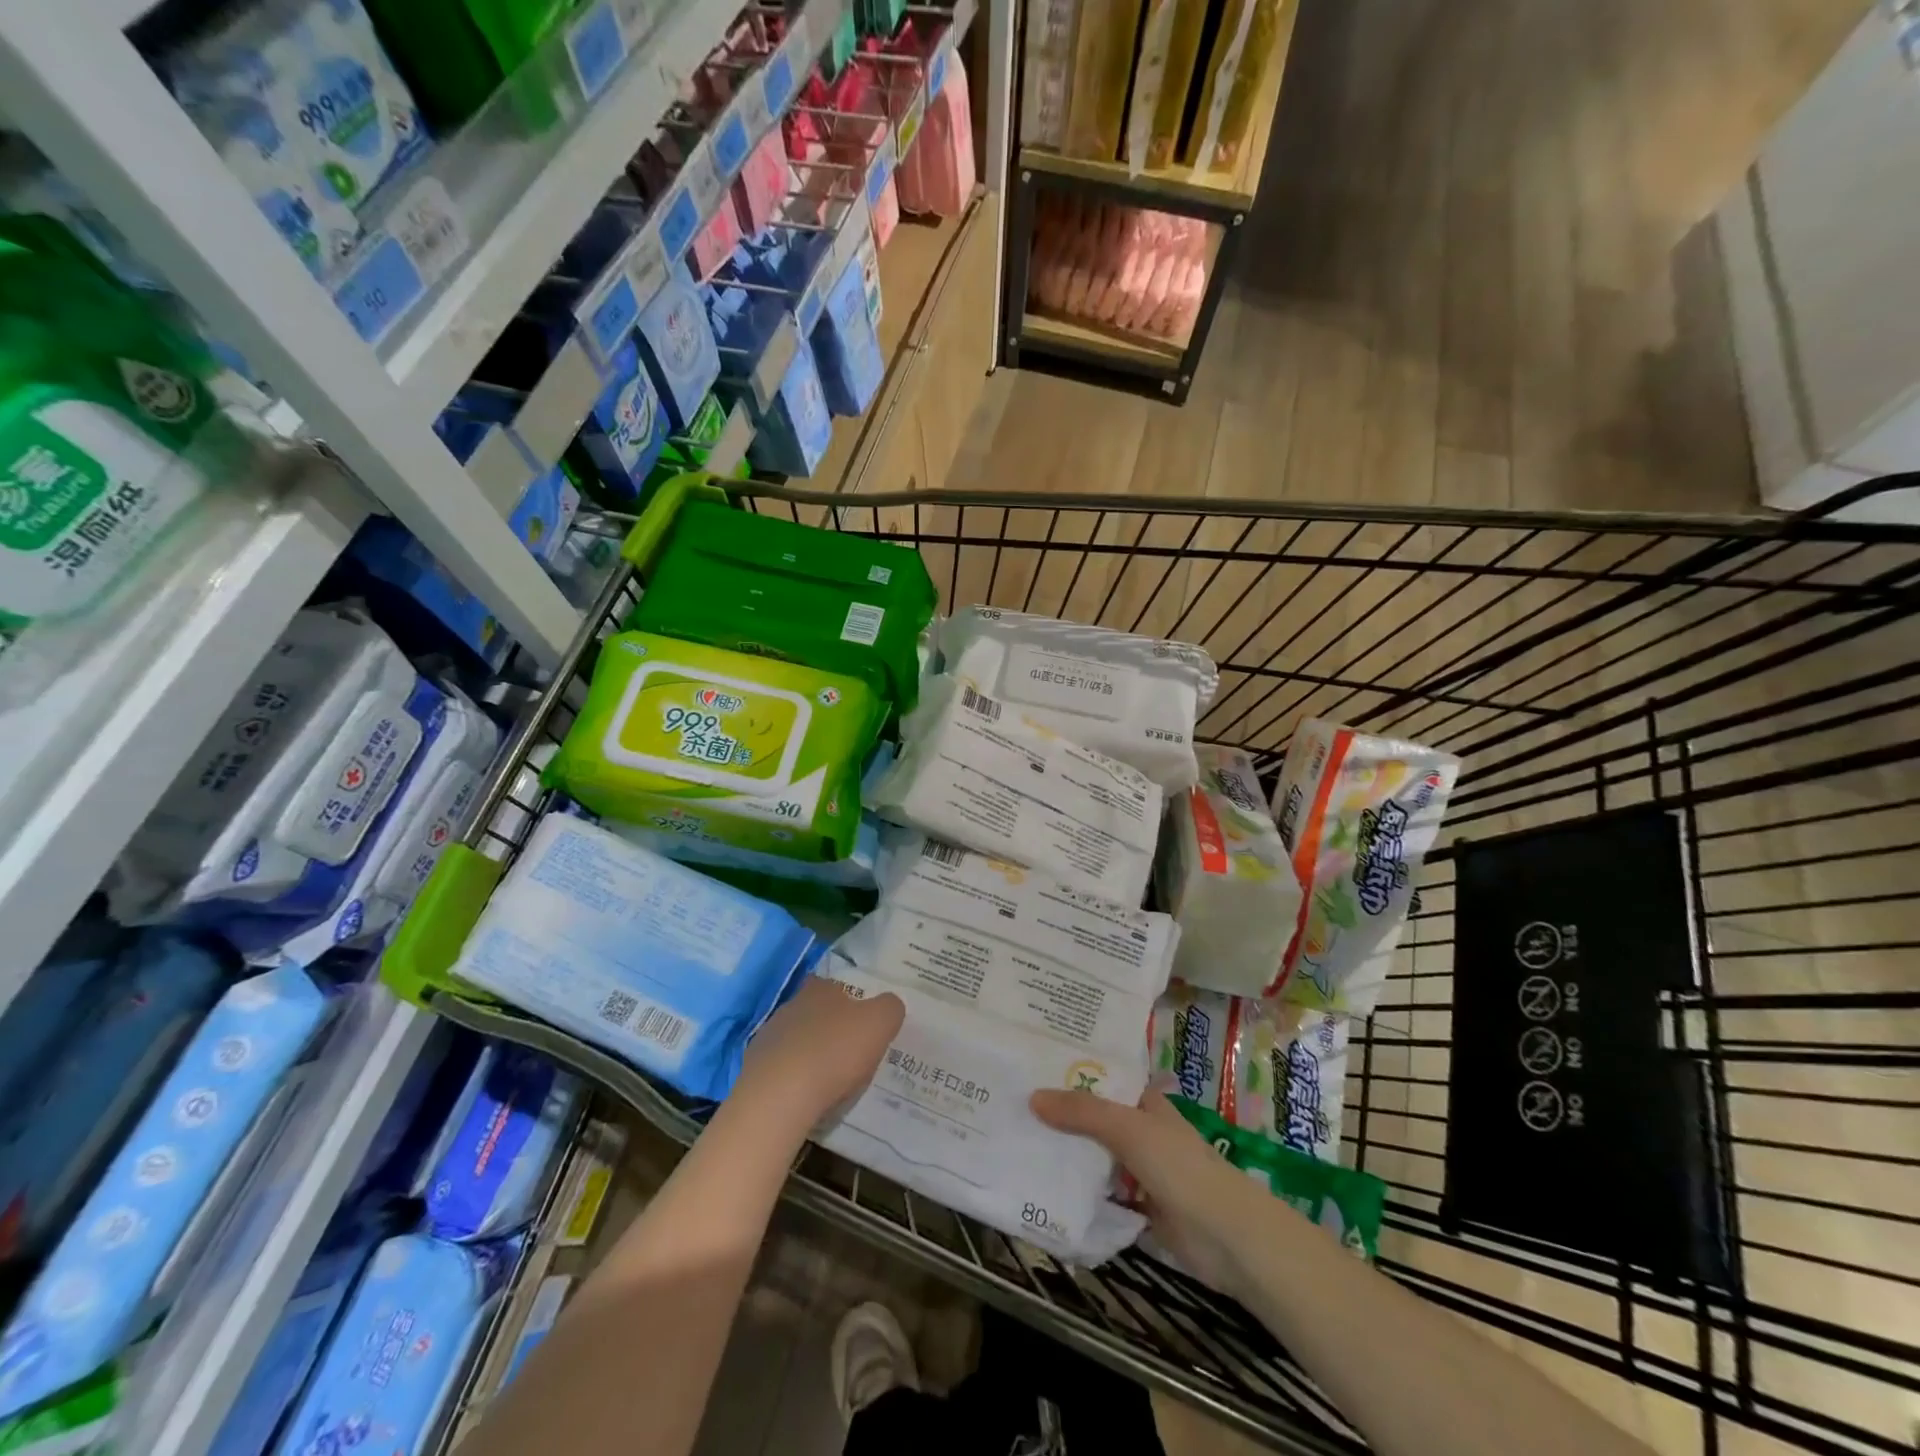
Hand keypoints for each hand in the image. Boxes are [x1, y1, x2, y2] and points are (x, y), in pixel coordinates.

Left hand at [734, 976, 904, 1135]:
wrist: (778, 1097)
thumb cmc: (835, 1052)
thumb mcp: (880, 1023)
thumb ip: (889, 1008)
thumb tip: (889, 1004)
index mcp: (821, 989)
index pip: (833, 984)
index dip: (847, 999)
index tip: (861, 1019)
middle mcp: (791, 1006)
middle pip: (814, 1012)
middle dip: (829, 1028)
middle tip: (850, 1051)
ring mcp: (768, 1037)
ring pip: (796, 1040)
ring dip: (810, 1054)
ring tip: (829, 1079)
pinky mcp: (754, 1070)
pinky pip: (781, 1070)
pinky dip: (793, 1079)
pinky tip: (806, 1096)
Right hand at [1031, 1085, 1264, 1289]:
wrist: (1228, 1237)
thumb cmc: (1180, 1167)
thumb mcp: (1127, 1129)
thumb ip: (1081, 1112)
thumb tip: (1032, 1097)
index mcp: (1143, 1101)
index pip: (1102, 1077)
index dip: (1070, 1072)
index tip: (1029, 1068)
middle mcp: (1141, 1129)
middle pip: (1094, 1117)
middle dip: (1060, 1115)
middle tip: (1012, 1107)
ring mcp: (1140, 1168)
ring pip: (1095, 1155)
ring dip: (1067, 1154)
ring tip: (1019, 1143)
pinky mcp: (1139, 1206)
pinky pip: (1102, 1193)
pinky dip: (1079, 1192)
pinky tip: (1044, 1188)